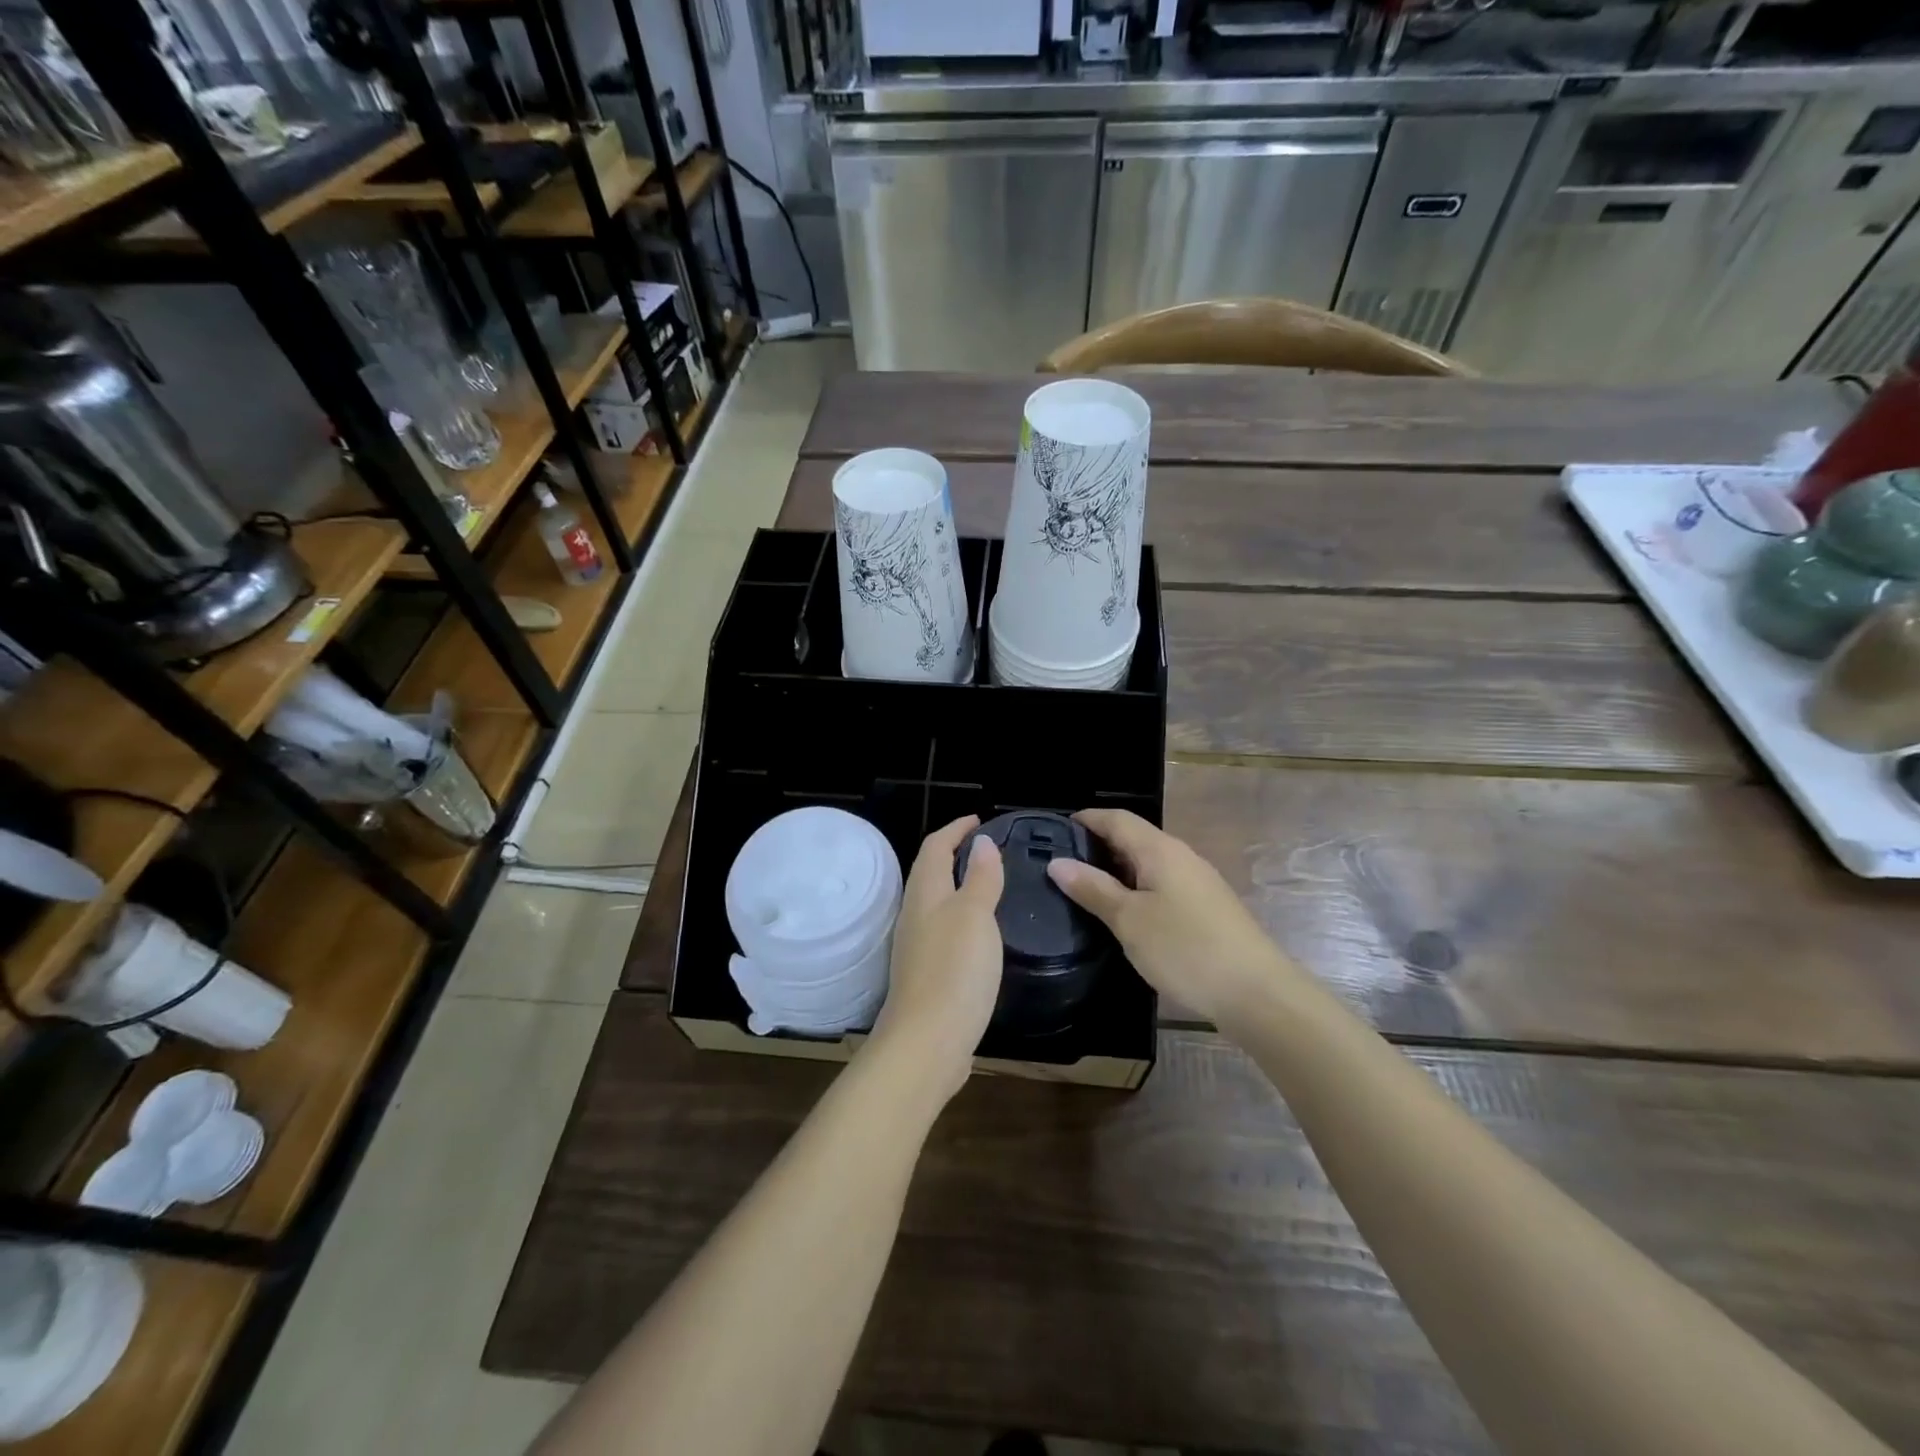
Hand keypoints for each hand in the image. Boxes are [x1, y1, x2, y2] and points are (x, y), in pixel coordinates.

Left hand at [868, 815, 1004, 1101]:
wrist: (926, 1043)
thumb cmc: (954, 971)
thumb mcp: (975, 917)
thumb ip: (981, 879)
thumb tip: (982, 842)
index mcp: (926, 894)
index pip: (936, 847)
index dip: (956, 829)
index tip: (979, 820)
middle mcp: (915, 915)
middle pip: (930, 872)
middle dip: (953, 853)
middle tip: (986, 848)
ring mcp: (917, 946)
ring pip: (935, 902)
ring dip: (957, 885)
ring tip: (987, 883)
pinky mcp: (926, 974)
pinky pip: (942, 930)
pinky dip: (960, 917)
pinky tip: (979, 933)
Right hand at [1047, 809, 1291, 1026]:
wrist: (1257, 994)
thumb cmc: (1185, 949)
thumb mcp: (1129, 920)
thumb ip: (1093, 889)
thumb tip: (1057, 862)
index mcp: (1160, 850)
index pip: (1117, 819)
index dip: (1086, 819)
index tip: (1054, 831)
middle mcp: (1181, 857)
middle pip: (1133, 838)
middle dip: (1097, 846)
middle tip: (1061, 866)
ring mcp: (1198, 883)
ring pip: (1148, 864)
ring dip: (1117, 871)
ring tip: (1084, 891)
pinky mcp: (1207, 908)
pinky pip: (1162, 885)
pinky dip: (1137, 890)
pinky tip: (1124, 915)